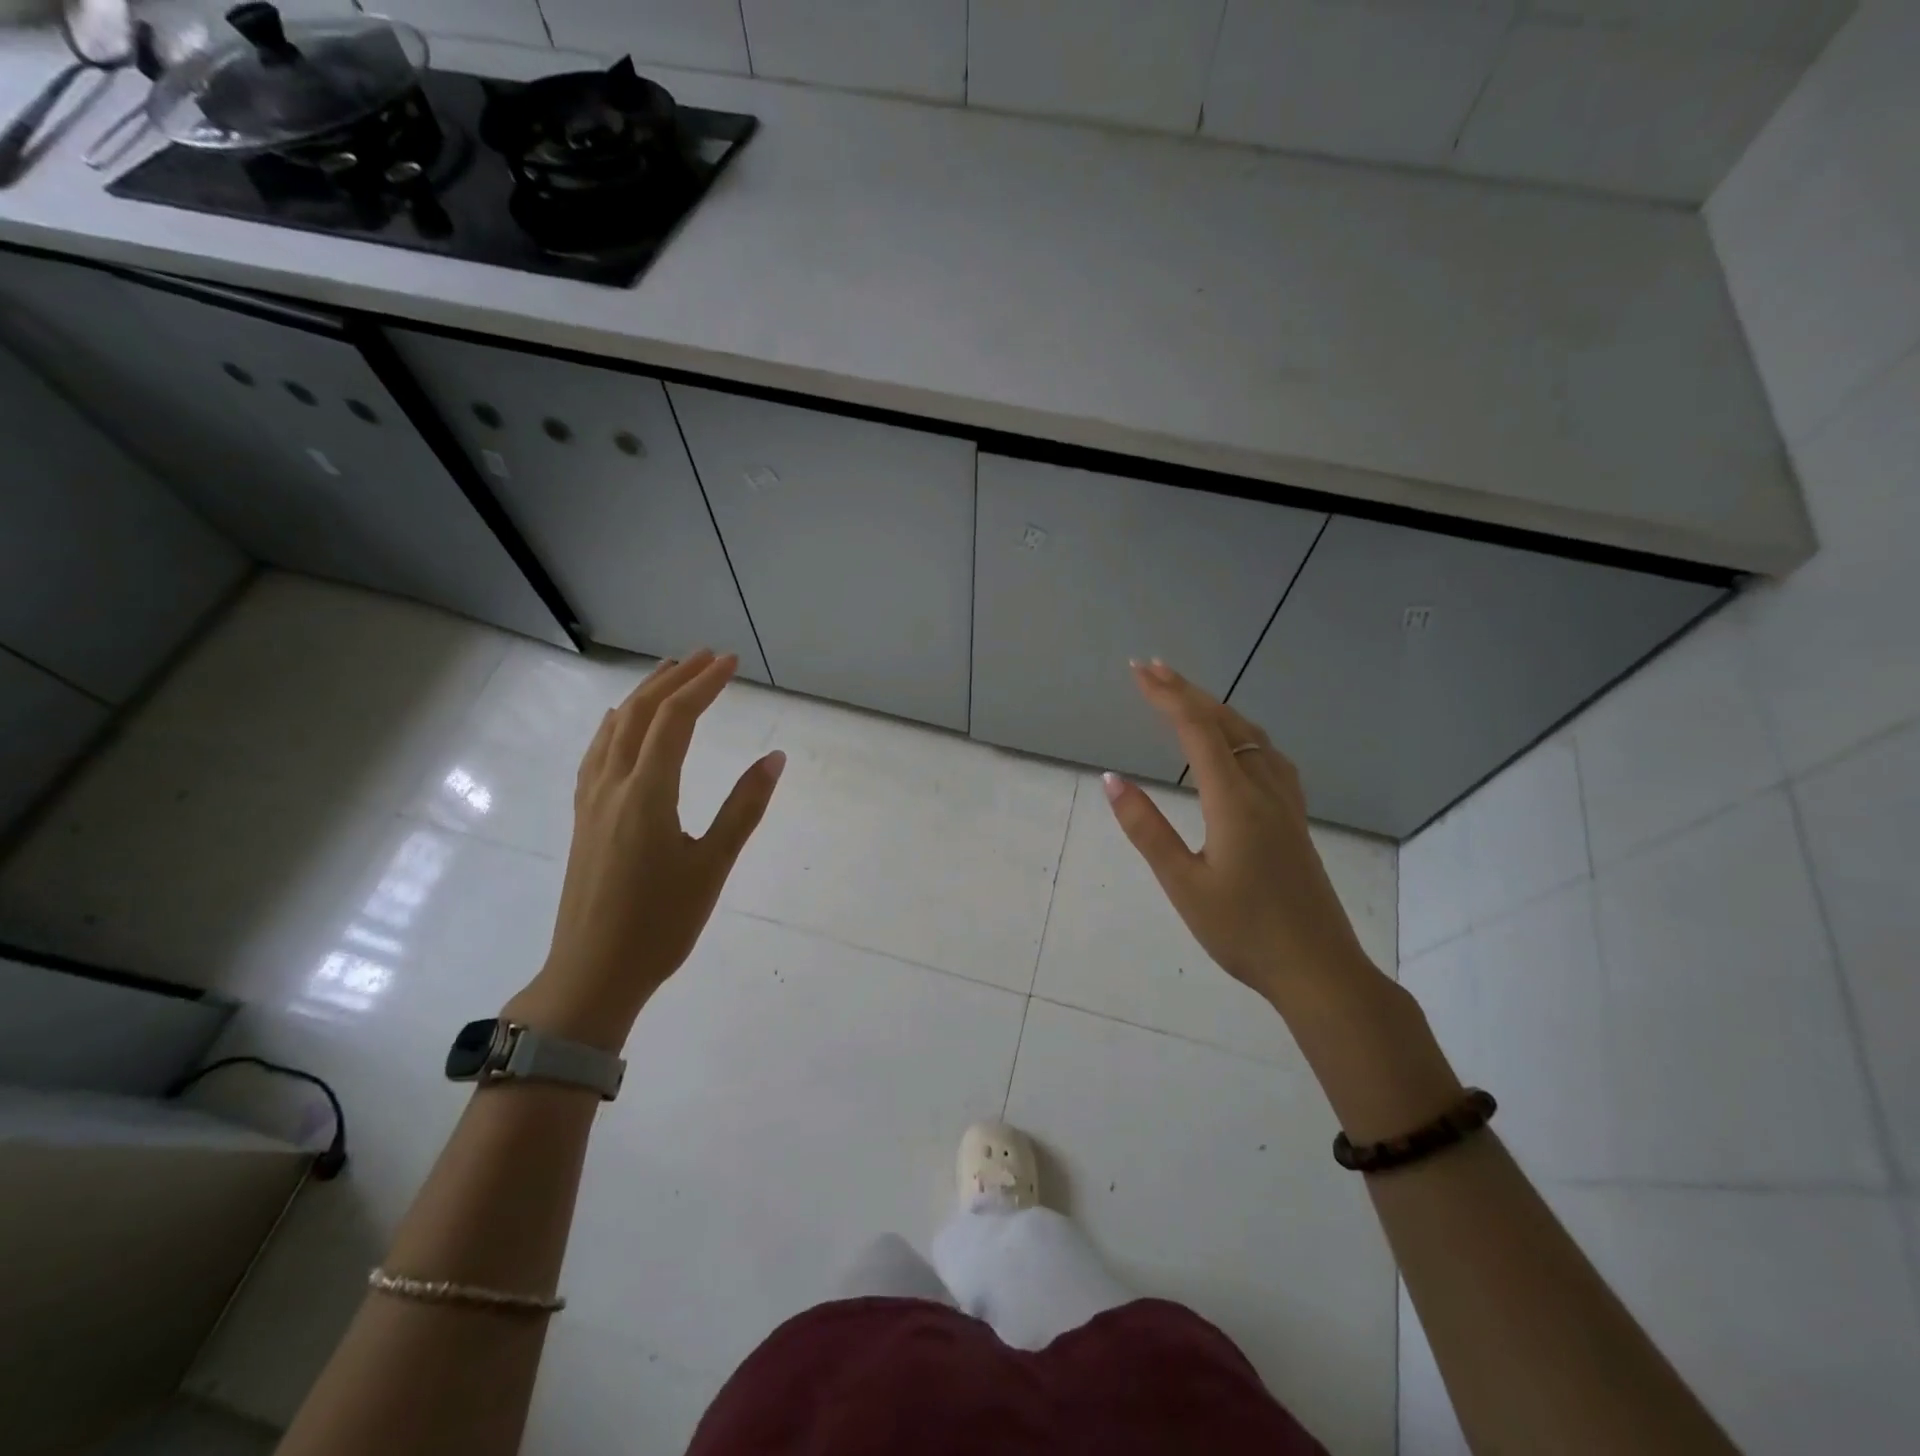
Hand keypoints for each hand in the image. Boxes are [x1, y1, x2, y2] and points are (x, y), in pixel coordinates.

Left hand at [505, 651, 784, 1050]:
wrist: (592, 974)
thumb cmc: (661, 924)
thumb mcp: (712, 866)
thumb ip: (743, 808)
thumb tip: (774, 758)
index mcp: (646, 794)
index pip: (675, 720)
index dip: (703, 685)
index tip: (730, 662)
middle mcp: (612, 786)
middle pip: (639, 713)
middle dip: (673, 678)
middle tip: (706, 656)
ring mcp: (591, 801)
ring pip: (613, 730)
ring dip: (642, 695)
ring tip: (668, 673)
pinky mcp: (583, 818)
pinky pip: (597, 753)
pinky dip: (616, 725)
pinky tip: (620, 724)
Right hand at [1104, 660, 1373, 1008]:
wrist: (1318, 969)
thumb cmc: (1243, 932)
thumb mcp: (1183, 884)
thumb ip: (1147, 829)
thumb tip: (1112, 780)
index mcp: (1234, 800)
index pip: (1197, 731)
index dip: (1166, 696)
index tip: (1137, 671)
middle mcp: (1264, 789)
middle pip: (1226, 723)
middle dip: (1187, 691)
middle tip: (1152, 668)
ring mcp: (1285, 803)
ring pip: (1252, 735)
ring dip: (1216, 708)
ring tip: (1187, 696)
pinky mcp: (1295, 819)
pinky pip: (1269, 755)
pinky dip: (1243, 732)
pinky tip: (1239, 743)